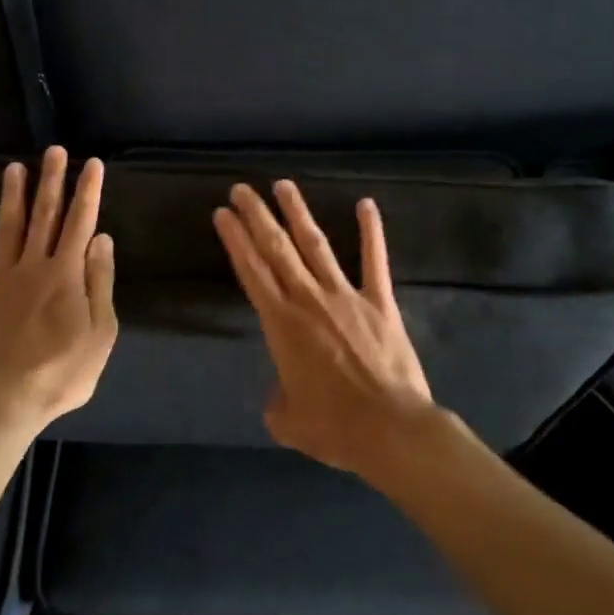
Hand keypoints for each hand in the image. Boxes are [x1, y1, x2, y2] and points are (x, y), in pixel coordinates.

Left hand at [0, 146, 117, 438]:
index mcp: (65, 274)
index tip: (92, 163)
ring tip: (14, 168)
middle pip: (44, 216)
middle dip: (51, 181)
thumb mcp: (99, 334)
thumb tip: (102, 239)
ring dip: (12, 197)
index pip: (80, 222)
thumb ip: (100, 283)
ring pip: (7, 229)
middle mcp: (31, 266)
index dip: (87, 191)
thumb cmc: (60, 373)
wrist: (1, 404)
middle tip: (54, 150)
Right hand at [213, 180, 436, 478]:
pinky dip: (371, 231)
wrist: (390, 429)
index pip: (251, 271)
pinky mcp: (379, 302)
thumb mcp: (288, 422)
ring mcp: (346, 296)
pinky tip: (366, 203)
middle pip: (277, 249)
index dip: (235, 240)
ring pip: (316, 245)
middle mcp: (309, 299)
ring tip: (284, 185)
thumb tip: (279, 395)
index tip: (223, 213)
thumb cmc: (334, 427)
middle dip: (257, 216)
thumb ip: (276, 402)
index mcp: (282, 324)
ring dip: (298, 213)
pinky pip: (374, 260)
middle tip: (242, 189)